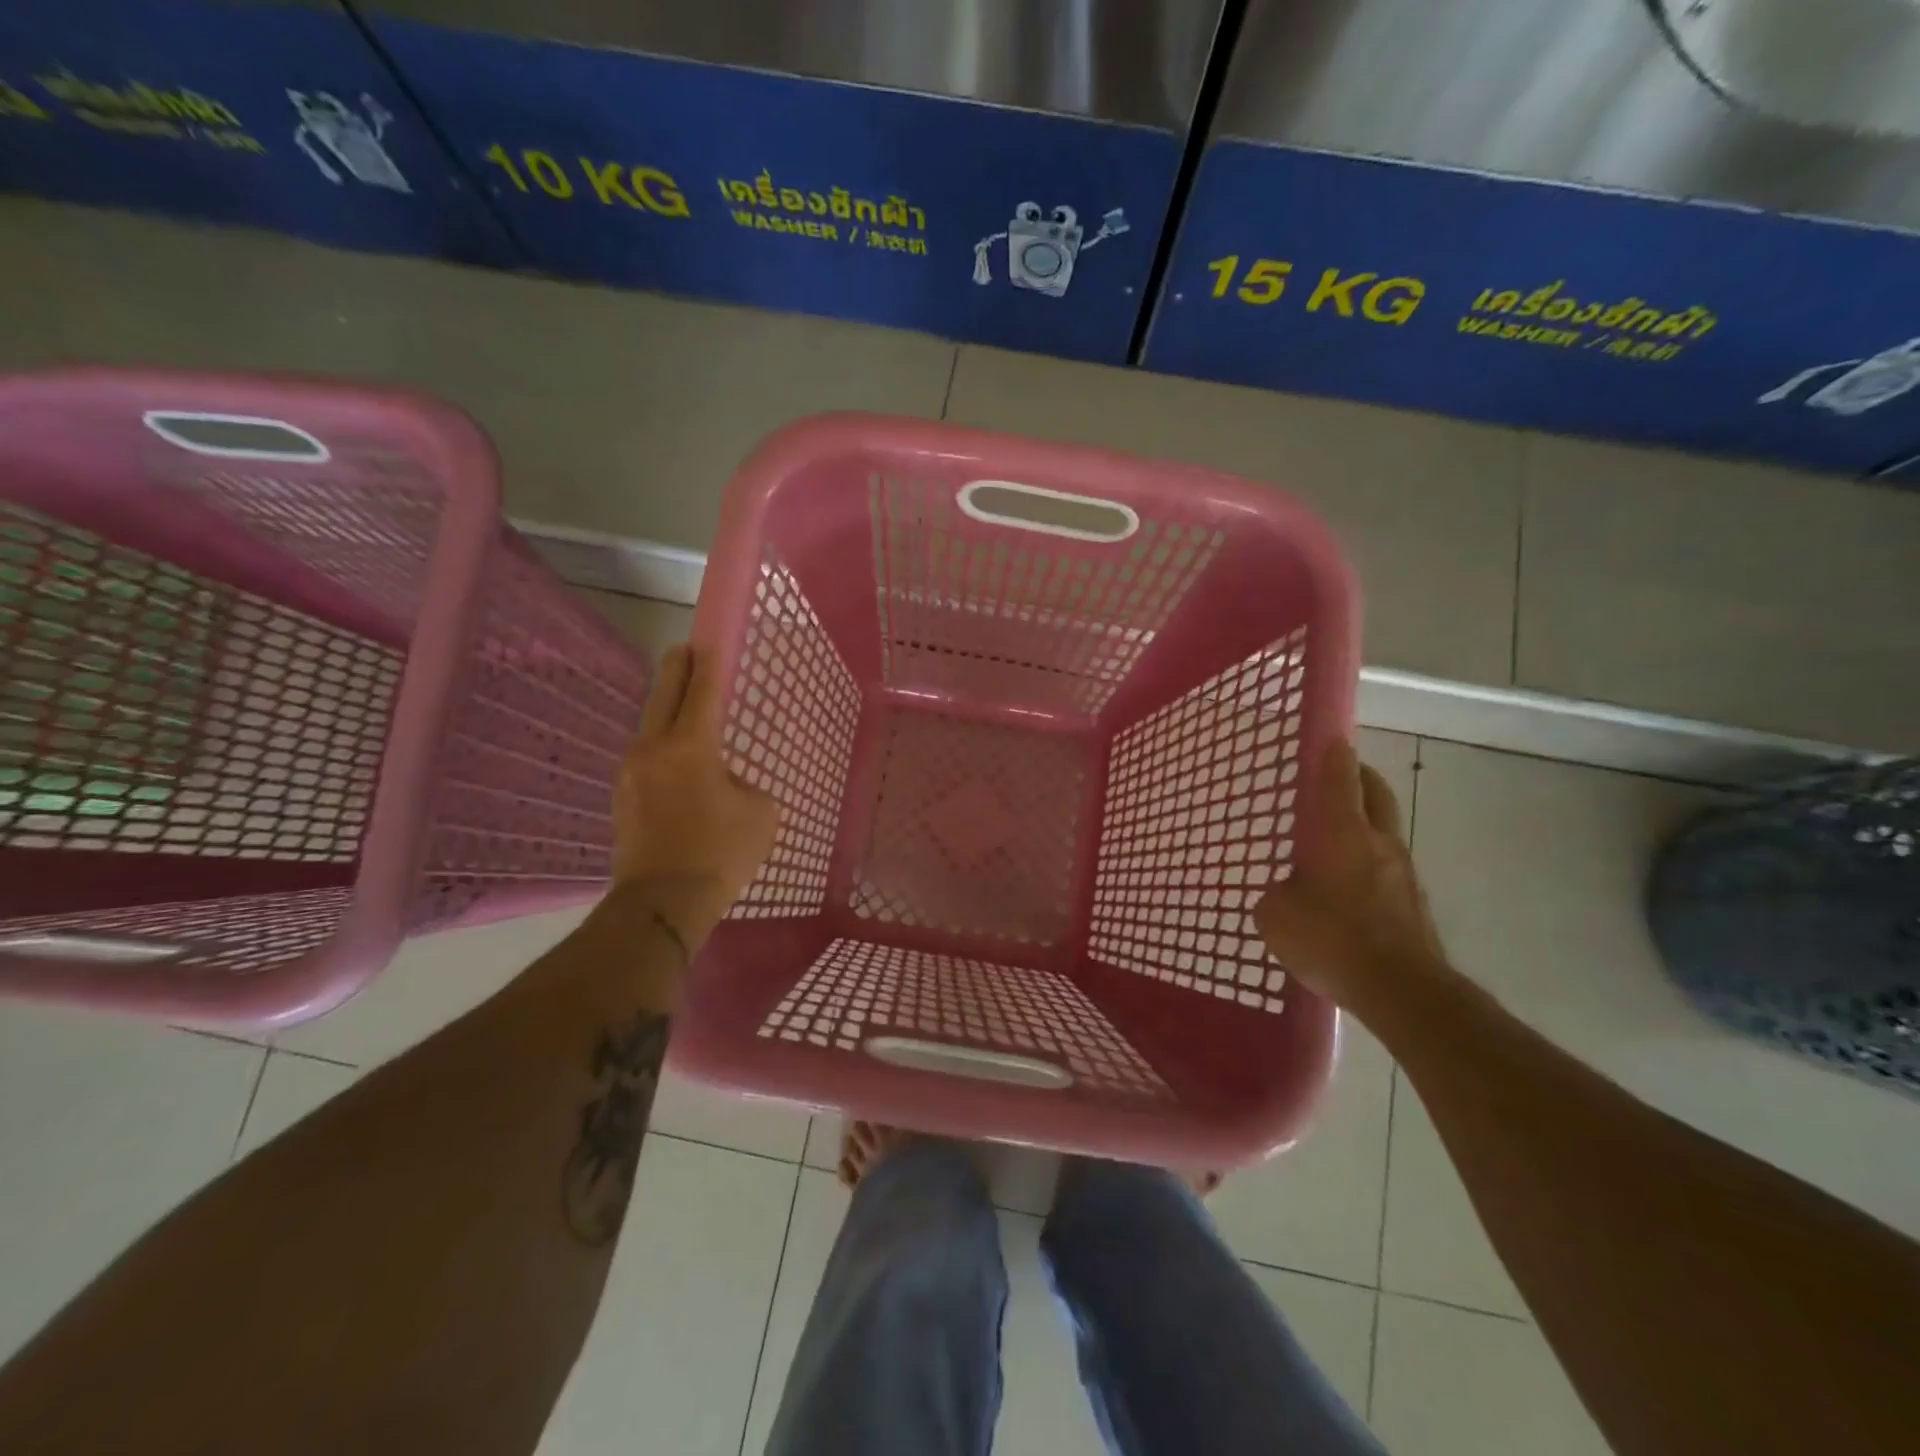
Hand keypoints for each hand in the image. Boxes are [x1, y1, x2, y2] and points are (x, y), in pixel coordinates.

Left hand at [609, 644, 779, 946]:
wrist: (661, 905)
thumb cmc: (720, 854)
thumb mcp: (760, 813)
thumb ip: (745, 785)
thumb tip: (725, 784)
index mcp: (690, 746)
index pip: (700, 690)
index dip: (707, 662)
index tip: (707, 640)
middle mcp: (653, 749)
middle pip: (664, 696)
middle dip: (677, 669)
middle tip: (686, 652)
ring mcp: (630, 774)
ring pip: (650, 728)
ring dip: (668, 714)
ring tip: (687, 714)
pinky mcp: (622, 799)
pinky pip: (646, 760)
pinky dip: (662, 750)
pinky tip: (677, 767)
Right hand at [1253, 739, 1449, 1017]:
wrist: (1403, 991)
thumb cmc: (1332, 939)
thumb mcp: (1275, 916)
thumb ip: (1275, 896)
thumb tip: (1284, 894)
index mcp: (1342, 832)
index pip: (1339, 777)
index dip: (1332, 752)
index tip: (1330, 735)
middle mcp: (1378, 842)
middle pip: (1374, 793)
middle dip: (1358, 776)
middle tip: (1339, 773)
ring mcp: (1403, 873)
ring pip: (1384, 832)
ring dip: (1364, 824)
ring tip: (1334, 839)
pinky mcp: (1414, 904)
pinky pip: (1387, 869)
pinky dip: (1368, 864)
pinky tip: (1347, 891)